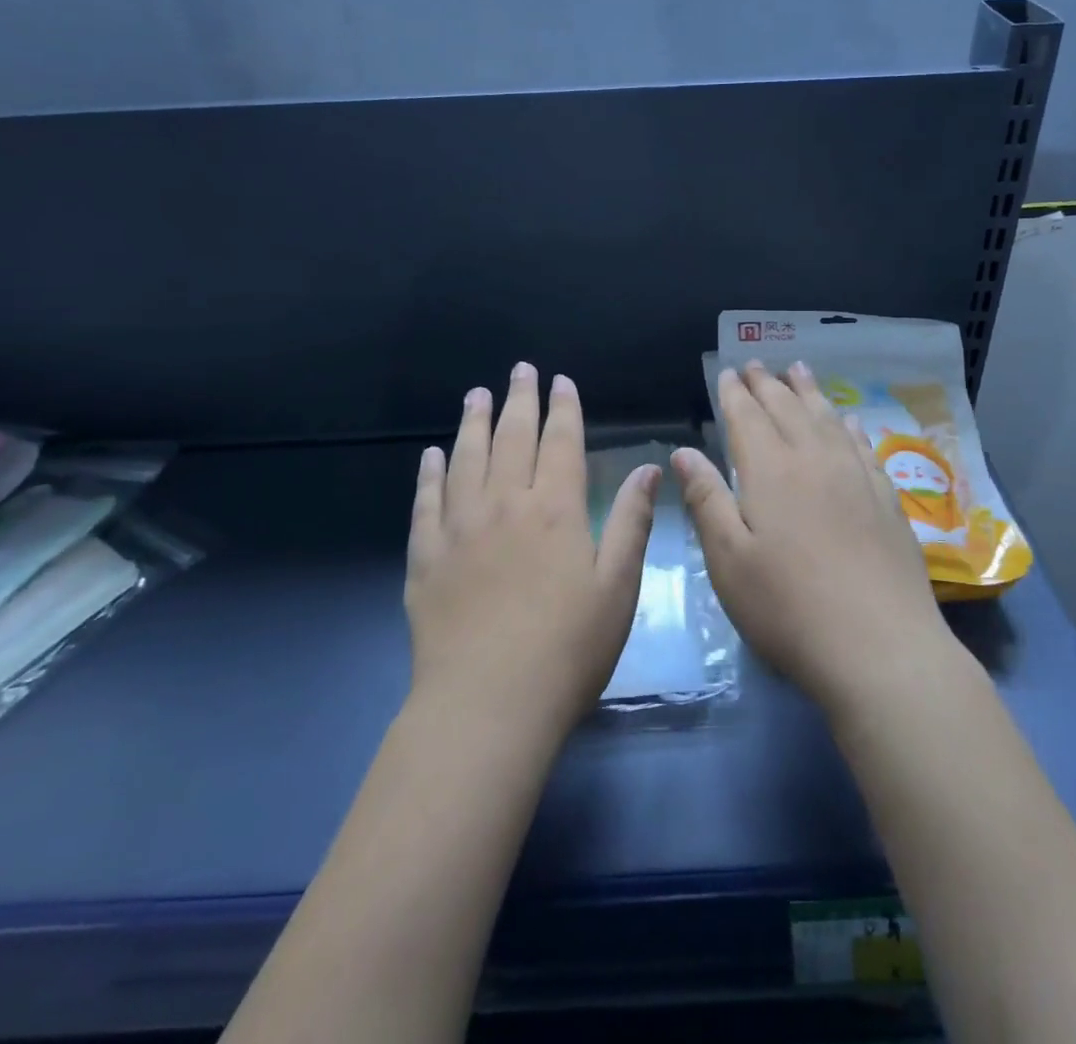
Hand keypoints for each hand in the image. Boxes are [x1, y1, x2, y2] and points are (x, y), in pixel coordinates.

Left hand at [407, 364, 656, 742]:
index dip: (563, 408)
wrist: (487, 704)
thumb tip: (649, 469)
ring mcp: (459, 528)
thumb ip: (631, 522)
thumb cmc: (567, 649)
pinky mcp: (426, 557)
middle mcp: (504, 505)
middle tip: (519, 370)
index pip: (560, 443)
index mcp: (554, 510)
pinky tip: (430, 456)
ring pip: (466, 459)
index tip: (561, 381)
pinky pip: (426, 502)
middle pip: (511, 438)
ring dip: (473, 423)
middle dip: (518, 400)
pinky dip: (429, 475)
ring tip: (475, 396)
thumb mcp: (618, 587)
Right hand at [673, 361, 955, 719]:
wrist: (880, 647)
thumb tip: (684, 451)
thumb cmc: (787, 608)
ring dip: (809, 392)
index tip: (727, 371)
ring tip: (799, 370)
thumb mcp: (728, 560)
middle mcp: (814, 461)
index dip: (734, 393)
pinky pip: (863, 445)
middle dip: (768, 384)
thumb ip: (706, 499)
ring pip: (827, 419)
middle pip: (787, 409)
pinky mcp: (886, 499)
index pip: (747, 418)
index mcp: (770, 472)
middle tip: (756, 363)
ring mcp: (856, 477)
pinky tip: (848, 420)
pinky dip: (849, 425)